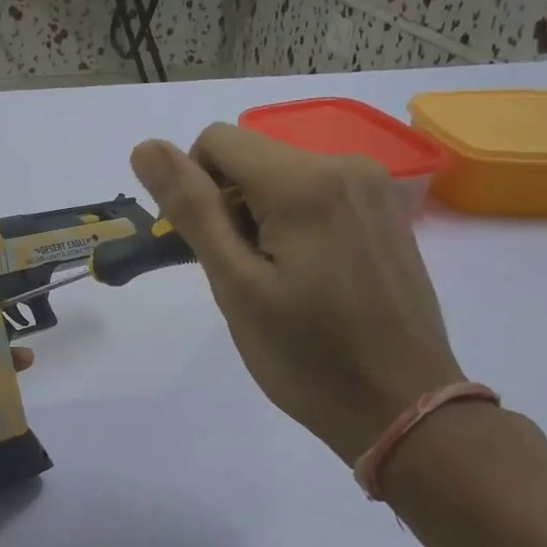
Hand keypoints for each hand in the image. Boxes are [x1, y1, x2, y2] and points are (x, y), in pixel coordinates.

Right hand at [131, 124, 464, 463]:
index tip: (204, 248)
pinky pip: (315, 192)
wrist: (401, 404)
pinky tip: (304, 275)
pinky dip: (291, 221)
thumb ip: (192, 209)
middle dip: (226, 203)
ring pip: (281, 175)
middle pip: (250, 156)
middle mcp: (345, 164)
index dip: (192, 188)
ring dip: (257, 215)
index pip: (216, 141)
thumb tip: (145, 148)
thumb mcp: (235, 285)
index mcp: (304, 181)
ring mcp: (373, 186)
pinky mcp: (384, 211)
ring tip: (271, 280)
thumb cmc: (307, 354)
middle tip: (237, 274)